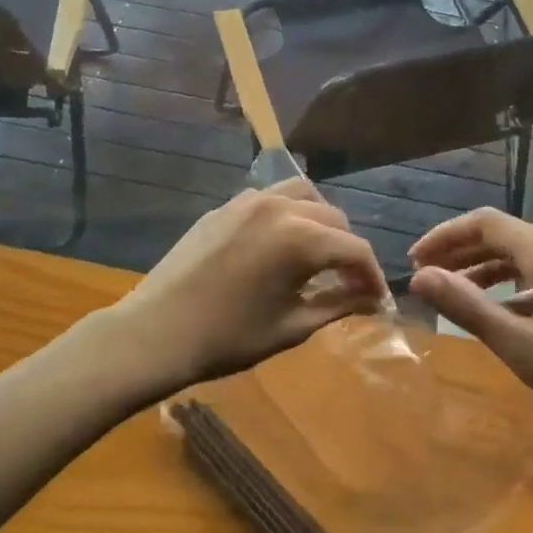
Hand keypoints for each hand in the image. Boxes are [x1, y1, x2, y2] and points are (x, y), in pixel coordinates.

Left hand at [86, 180, 389, 393]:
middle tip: (349, 284)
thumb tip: (373, 300)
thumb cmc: (227, 338)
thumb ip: (338, 305)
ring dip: (321, 221)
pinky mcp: (225, 207)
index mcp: (300, 238)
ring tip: (319, 254)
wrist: (155, 332)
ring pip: (303, 195)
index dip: (372, 276)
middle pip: (334, 217)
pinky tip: (280, 244)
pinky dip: (288, 213)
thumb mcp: (291, 326)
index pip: (354, 249)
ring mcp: (248, 201)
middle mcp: (279, 207)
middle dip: (348, 250)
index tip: (377, 301)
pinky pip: (270, 198)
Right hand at [407, 207, 532, 441]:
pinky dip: (518, 288)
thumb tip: (420, 278)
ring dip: (488, 272)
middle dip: (462, 254)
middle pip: (504, 237)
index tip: (414, 262)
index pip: (483, 223)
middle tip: (428, 279)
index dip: (444, 237)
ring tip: (459, 297)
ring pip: (527, 257)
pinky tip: (509, 316)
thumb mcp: (524, 345)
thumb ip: (468, 308)